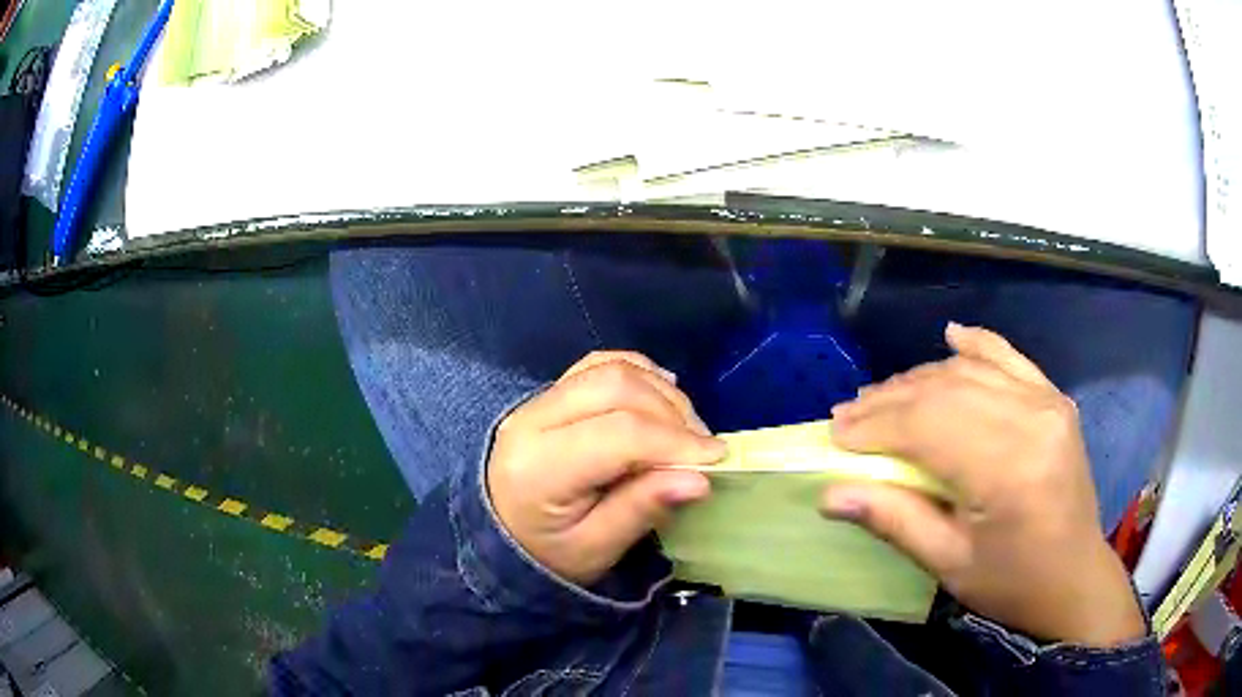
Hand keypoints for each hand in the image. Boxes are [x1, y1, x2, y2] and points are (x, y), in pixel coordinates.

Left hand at [487, 351, 726, 585]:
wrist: (502, 535)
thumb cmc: (549, 552)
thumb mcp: (596, 548)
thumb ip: (642, 509)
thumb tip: (699, 478)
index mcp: (539, 466)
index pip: (619, 433)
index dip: (674, 442)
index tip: (717, 459)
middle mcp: (533, 419)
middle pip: (617, 387)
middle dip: (673, 413)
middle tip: (702, 449)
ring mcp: (539, 399)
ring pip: (612, 368)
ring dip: (661, 393)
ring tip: (686, 432)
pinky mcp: (551, 392)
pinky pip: (600, 364)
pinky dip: (639, 374)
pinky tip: (662, 398)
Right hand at [822, 324, 1144, 646]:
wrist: (1075, 577)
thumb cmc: (1012, 583)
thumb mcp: (949, 565)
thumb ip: (894, 520)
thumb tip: (831, 494)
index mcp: (1007, 468)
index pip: (928, 426)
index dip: (876, 426)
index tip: (835, 435)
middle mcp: (1031, 419)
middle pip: (946, 391)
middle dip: (889, 400)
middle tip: (848, 415)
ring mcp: (1047, 402)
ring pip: (970, 372)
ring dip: (919, 379)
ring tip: (881, 396)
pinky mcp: (1054, 399)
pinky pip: (1010, 359)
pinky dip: (977, 344)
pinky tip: (951, 335)